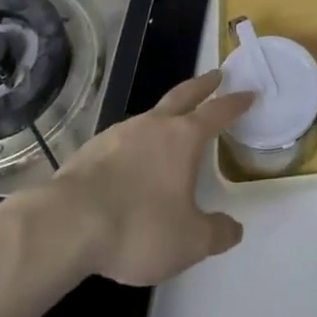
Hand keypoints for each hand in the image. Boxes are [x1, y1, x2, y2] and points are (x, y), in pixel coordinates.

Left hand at [52, 70, 252, 286]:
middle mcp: (155, 125)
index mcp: (184, 138)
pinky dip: (136, 141)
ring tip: (171, 123)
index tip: (249, 92)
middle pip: (184, 95)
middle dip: (203, 85)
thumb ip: (215, 234)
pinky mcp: (92, 149)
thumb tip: (235, 229)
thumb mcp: (188, 242)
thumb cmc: (138, 227)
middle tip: (217, 75)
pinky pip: (123, 138)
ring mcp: (120, 133)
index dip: (236, 103)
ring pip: (151, 114)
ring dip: (166, 113)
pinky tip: (131, 158)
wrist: (67, 225)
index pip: (218, 112)